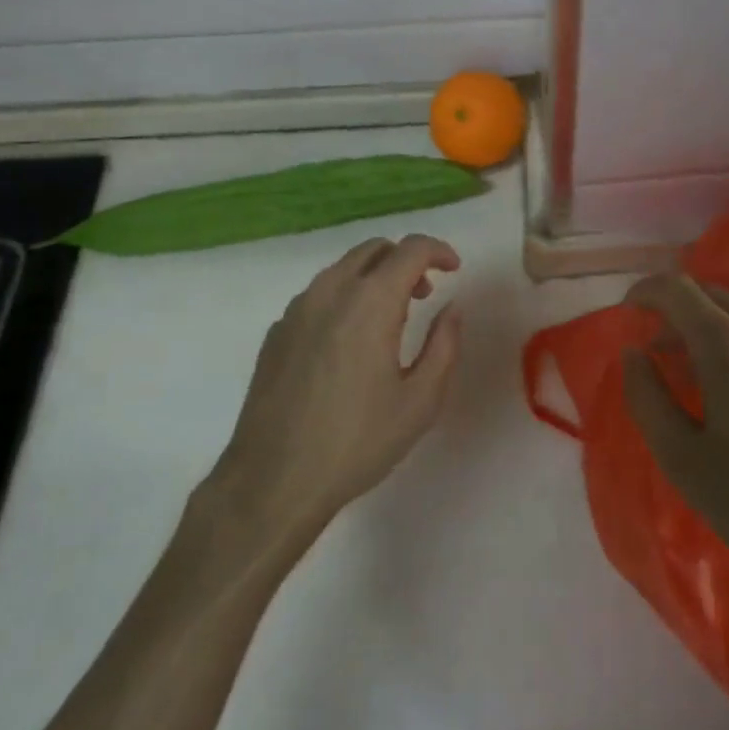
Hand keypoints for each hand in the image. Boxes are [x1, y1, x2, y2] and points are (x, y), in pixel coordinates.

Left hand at [212, 235, 461, 539]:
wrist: (274, 480)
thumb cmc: (357, 441)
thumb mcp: (420, 400)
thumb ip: (444, 344)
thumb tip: (451, 308)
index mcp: (371, 301)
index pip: (410, 249)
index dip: (438, 251)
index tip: (454, 269)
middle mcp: (330, 291)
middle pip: (373, 250)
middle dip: (405, 261)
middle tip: (424, 294)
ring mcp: (297, 309)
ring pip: (342, 269)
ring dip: (373, 278)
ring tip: (389, 320)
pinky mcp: (276, 331)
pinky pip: (318, 296)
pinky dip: (344, 299)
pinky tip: (348, 344)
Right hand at [621, 274, 728, 599]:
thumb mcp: (682, 459)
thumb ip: (646, 396)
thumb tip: (633, 353)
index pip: (677, 288)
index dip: (645, 291)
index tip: (627, 312)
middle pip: (712, 295)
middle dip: (676, 311)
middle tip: (657, 351)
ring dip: (711, 327)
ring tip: (698, 373)